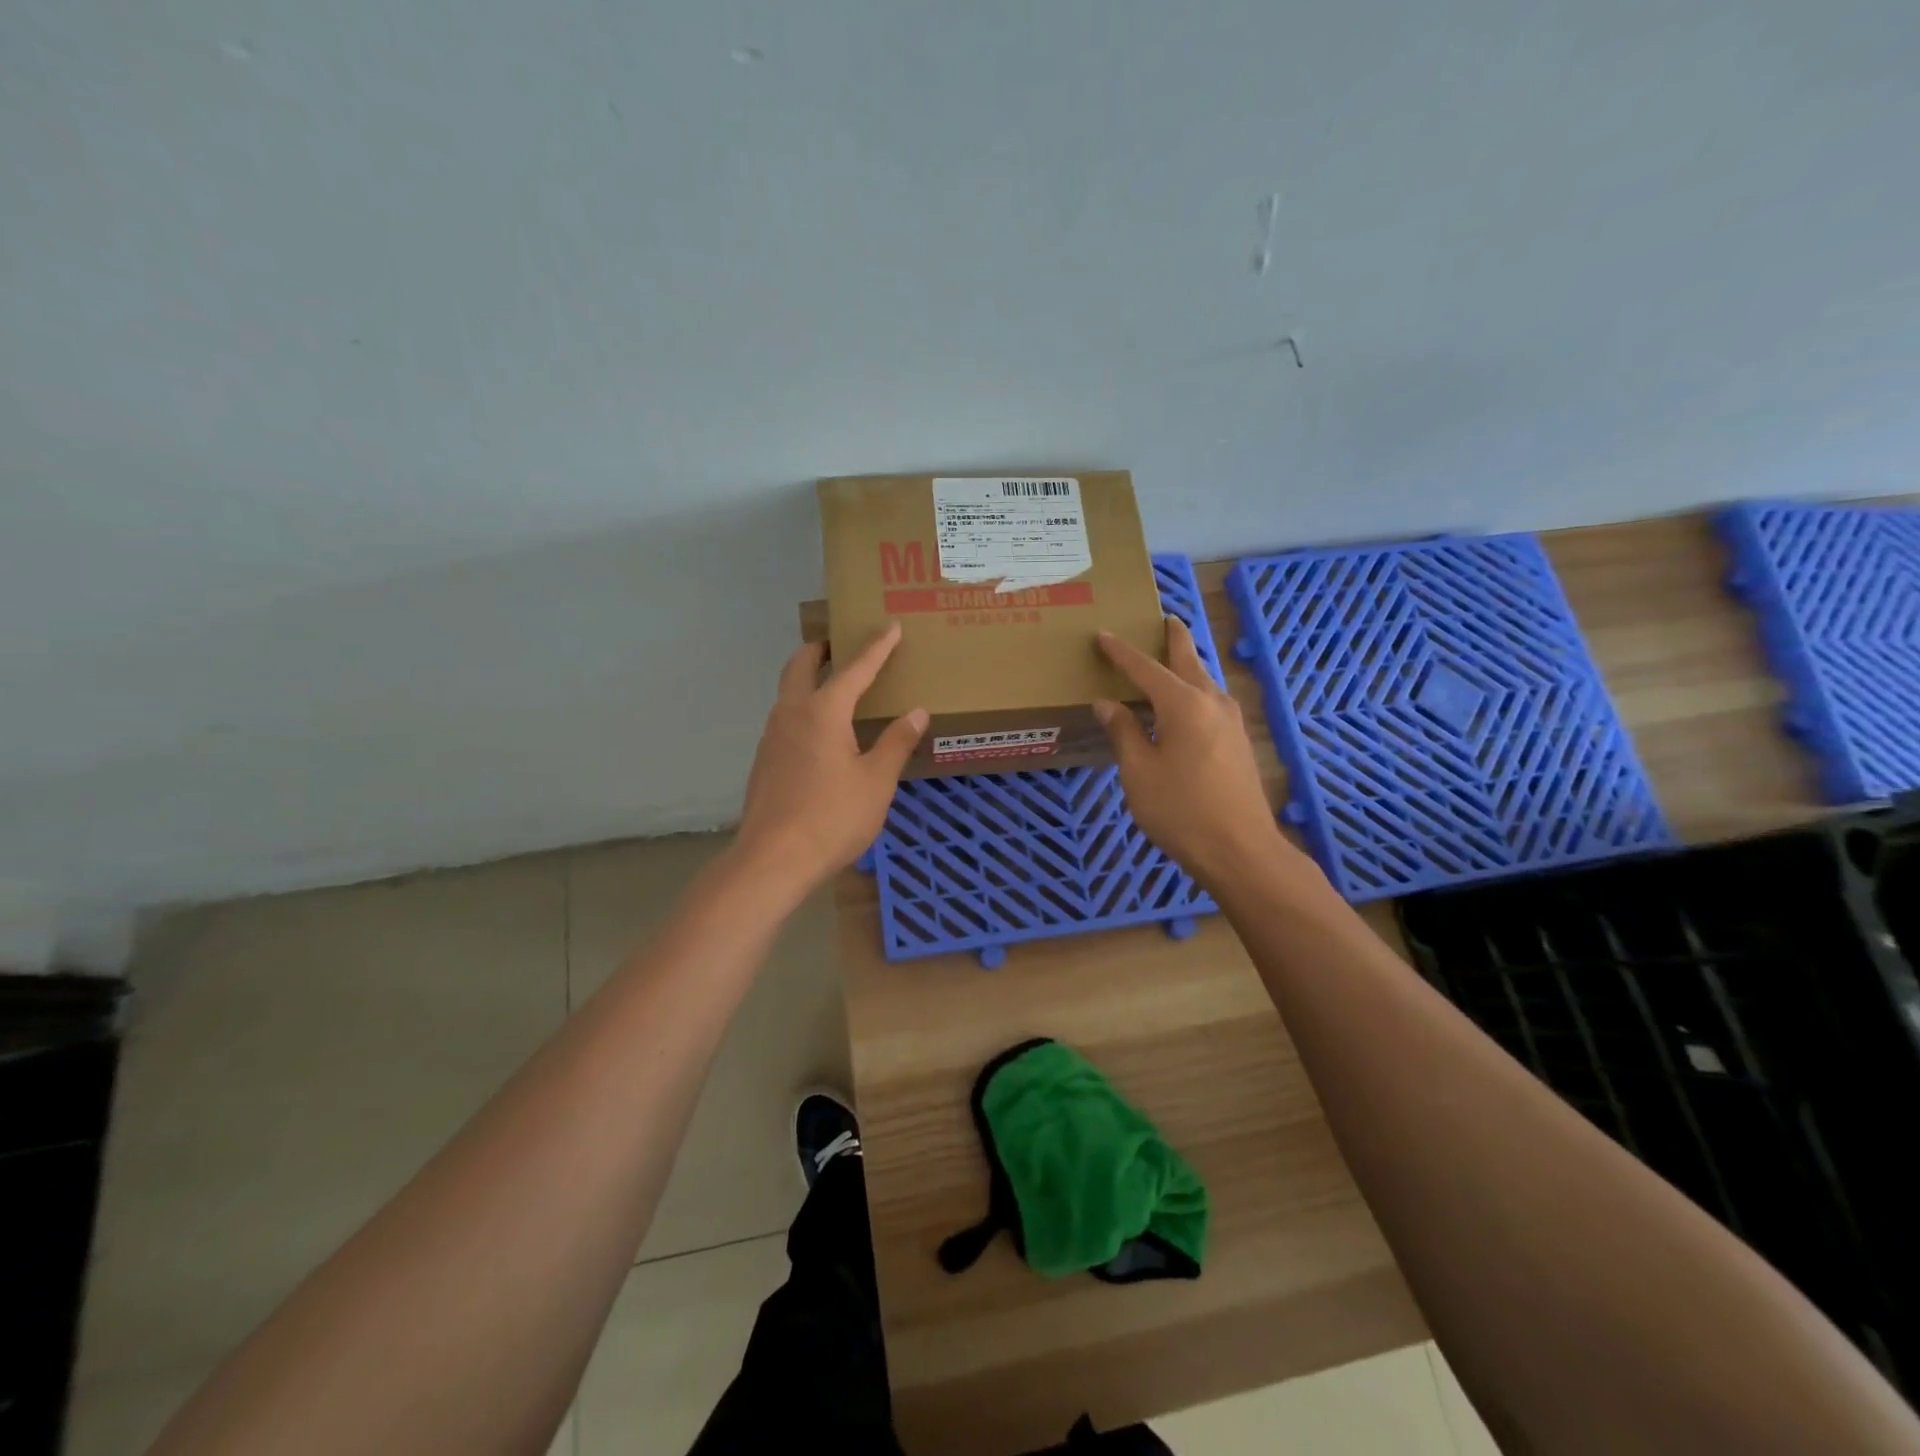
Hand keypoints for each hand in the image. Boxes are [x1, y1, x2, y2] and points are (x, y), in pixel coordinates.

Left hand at [734, 623, 926, 894]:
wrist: (772, 859)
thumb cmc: (832, 817)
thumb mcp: (876, 781)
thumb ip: (896, 742)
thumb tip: (917, 712)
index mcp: (823, 712)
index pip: (855, 669)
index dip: (876, 647)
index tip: (890, 626)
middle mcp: (792, 713)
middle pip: (801, 665)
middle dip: (823, 649)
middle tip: (843, 645)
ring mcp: (772, 736)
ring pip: (788, 691)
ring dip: (809, 678)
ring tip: (836, 685)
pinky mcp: (765, 760)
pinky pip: (786, 717)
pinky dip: (804, 706)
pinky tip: (821, 732)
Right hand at [1094, 618, 1301, 889]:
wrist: (1239, 849)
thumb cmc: (1180, 810)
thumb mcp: (1139, 772)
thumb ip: (1123, 732)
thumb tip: (1107, 703)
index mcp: (1183, 704)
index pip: (1145, 668)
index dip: (1121, 652)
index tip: (1103, 634)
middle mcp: (1211, 702)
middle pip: (1189, 660)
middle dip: (1175, 639)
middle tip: (1166, 618)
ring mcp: (1231, 722)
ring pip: (1206, 680)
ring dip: (1189, 664)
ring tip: (1173, 656)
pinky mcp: (1238, 742)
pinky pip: (1212, 701)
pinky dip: (1195, 689)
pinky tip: (1187, 703)